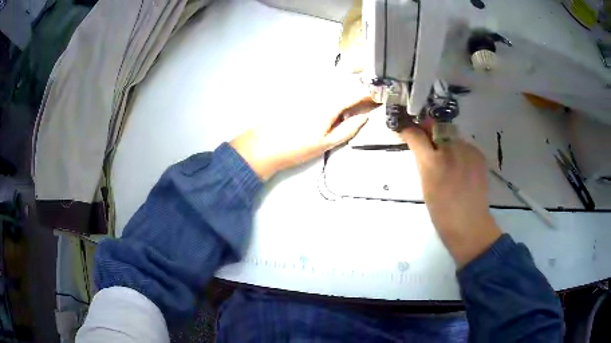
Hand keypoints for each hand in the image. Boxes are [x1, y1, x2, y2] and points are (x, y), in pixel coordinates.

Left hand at [231, 97, 378, 180]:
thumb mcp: (327, 143)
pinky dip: (330, 96)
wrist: (265, 146)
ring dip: (343, 95)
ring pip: (333, 88)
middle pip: (344, 88)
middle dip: (357, 94)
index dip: (369, 94)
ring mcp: (308, 93)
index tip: (377, 98)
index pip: (355, 93)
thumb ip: (349, 128)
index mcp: (329, 106)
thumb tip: (364, 117)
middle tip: (364, 106)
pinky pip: (321, 91)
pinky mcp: (299, 95)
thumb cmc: (296, 148)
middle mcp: (319, 94)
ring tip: (346, 109)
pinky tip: (327, 109)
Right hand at [400, 126, 501, 267]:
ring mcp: (467, 151)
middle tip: (429, 145)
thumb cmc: (441, 212)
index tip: (407, 131)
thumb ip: (422, 162)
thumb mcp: (425, 185)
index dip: (409, 131)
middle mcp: (450, 150)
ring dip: (447, 143)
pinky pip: (465, 146)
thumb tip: (418, 145)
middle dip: (430, 133)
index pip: (416, 135)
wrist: (469, 224)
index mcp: (432, 162)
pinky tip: (462, 168)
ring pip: (452, 137)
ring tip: (450, 162)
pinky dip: (460, 152)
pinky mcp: (479, 155)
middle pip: (436, 129)